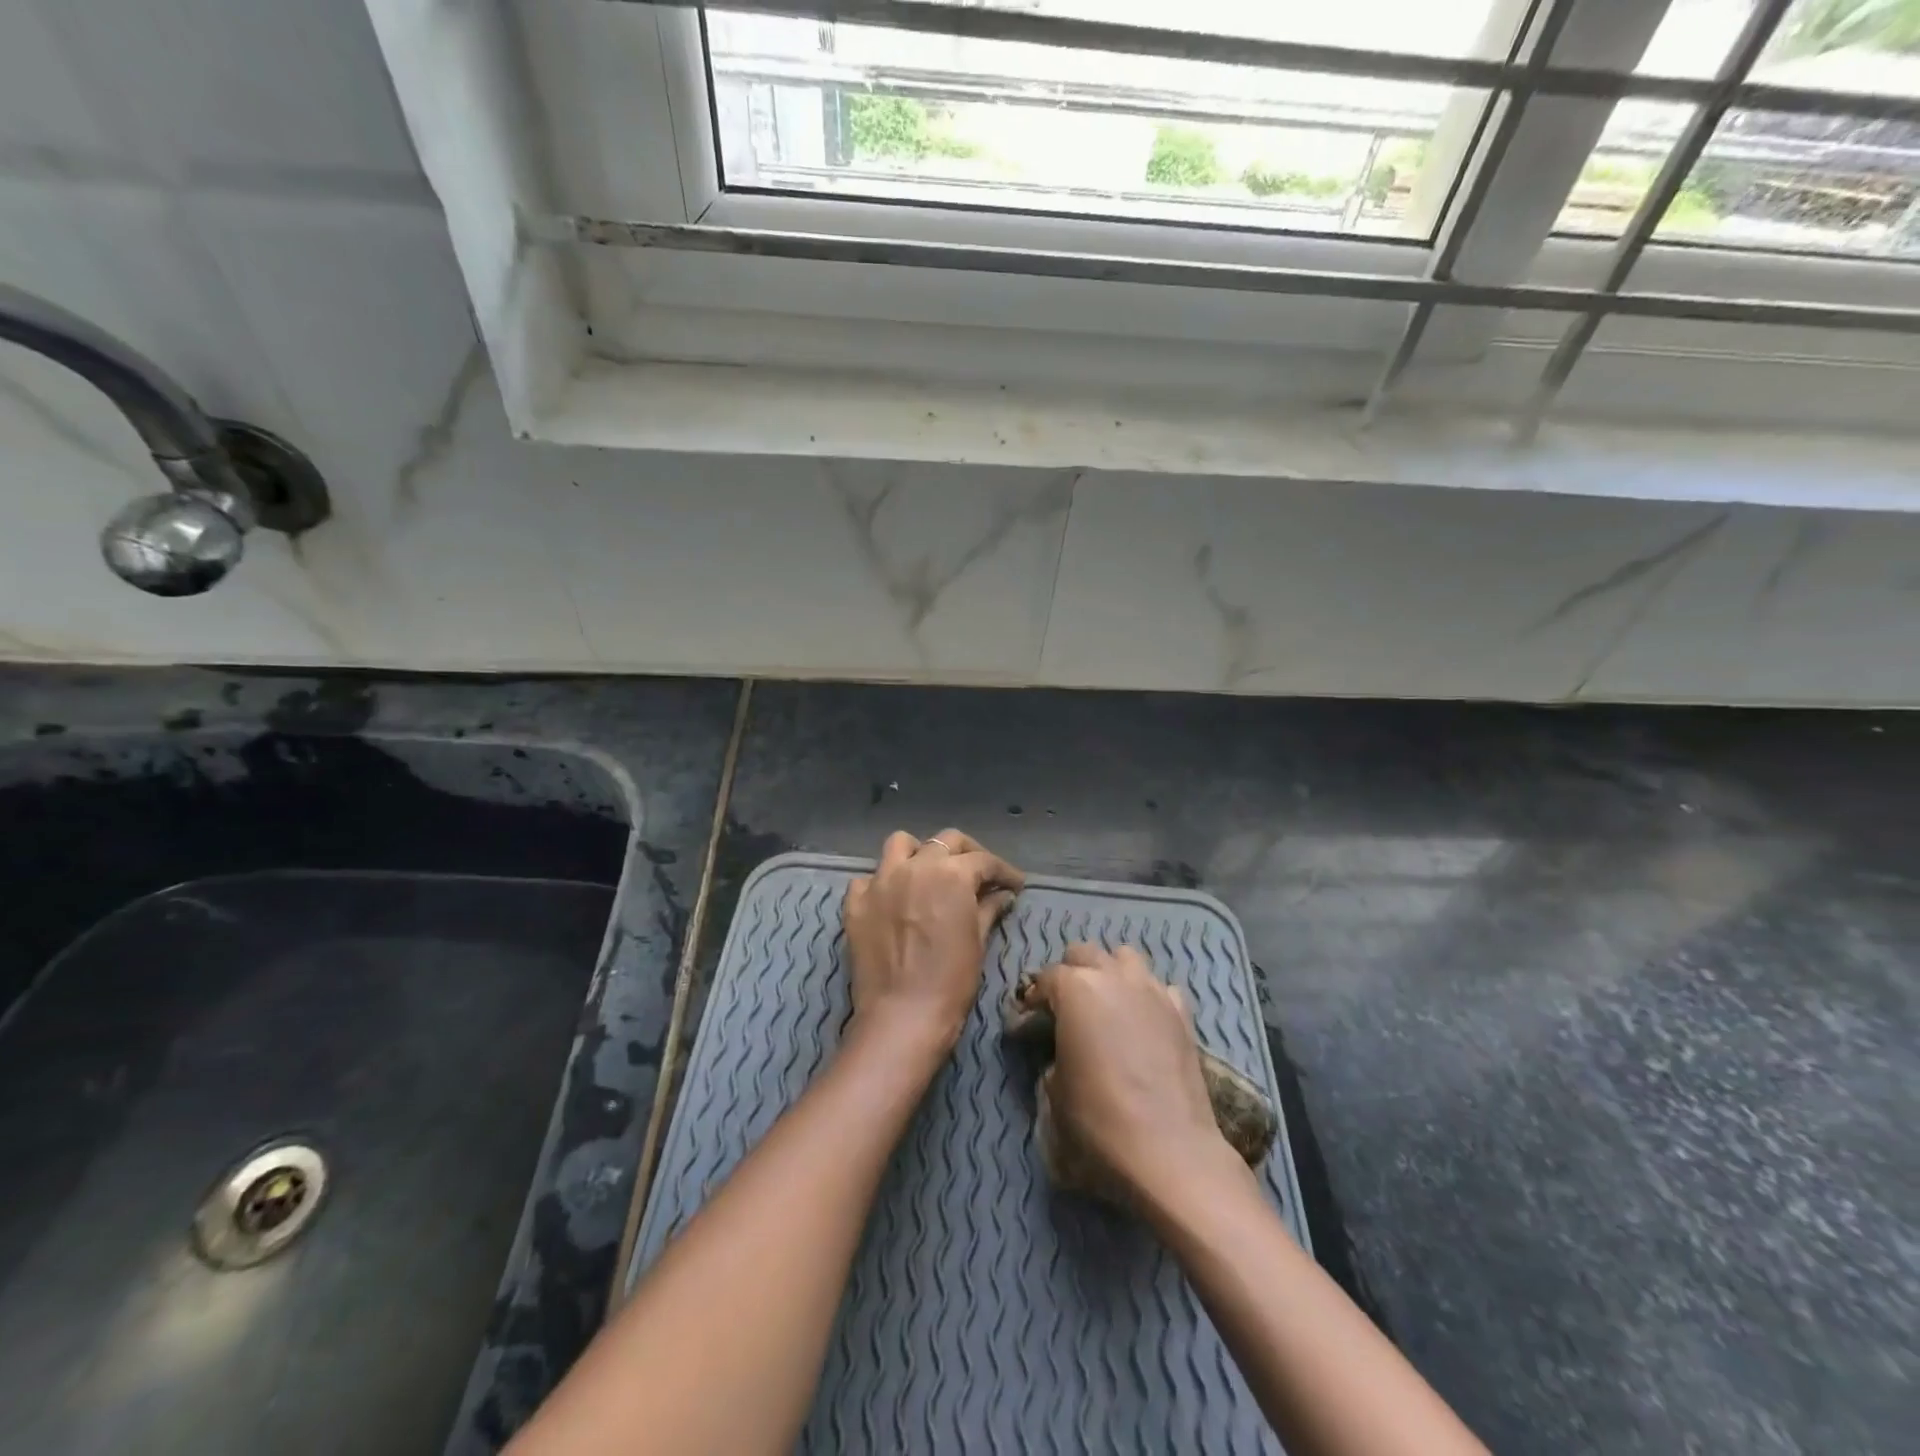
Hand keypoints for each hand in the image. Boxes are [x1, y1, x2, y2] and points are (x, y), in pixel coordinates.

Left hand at [843, 829, 1023, 1057]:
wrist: (902, 1016)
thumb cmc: (951, 982)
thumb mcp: (977, 942)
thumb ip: (988, 909)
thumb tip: (1001, 895)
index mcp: (951, 874)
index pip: (984, 861)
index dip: (1004, 871)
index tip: (1014, 885)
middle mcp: (915, 866)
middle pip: (945, 841)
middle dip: (968, 853)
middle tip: (980, 874)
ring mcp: (880, 881)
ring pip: (900, 845)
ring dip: (918, 853)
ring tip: (928, 873)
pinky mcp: (856, 902)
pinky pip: (868, 878)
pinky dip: (882, 883)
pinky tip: (893, 900)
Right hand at [1022, 944, 1241, 1207]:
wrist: (1170, 1151)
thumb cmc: (1100, 1121)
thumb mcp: (1054, 1093)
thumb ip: (1052, 1058)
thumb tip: (1061, 1054)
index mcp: (1075, 989)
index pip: (1045, 978)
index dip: (1033, 999)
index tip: (1028, 1022)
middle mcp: (1113, 977)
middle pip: (1084, 953)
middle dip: (1070, 973)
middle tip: (1064, 1007)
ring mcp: (1152, 990)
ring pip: (1126, 957)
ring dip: (1110, 972)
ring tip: (1105, 1003)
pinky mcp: (1182, 1013)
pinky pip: (1160, 987)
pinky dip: (1148, 996)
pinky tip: (1144, 1021)